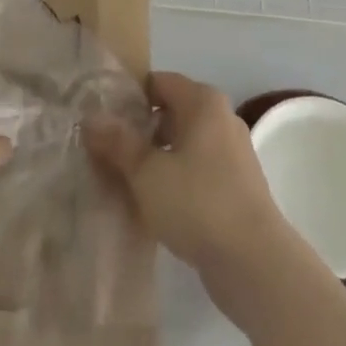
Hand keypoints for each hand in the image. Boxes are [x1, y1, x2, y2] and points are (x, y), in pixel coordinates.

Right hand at [84, 71, 292, 309]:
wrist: (255, 262)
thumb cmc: (198, 203)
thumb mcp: (147, 172)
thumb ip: (118, 143)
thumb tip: (91, 118)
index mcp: (203, 102)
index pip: (158, 82)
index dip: (128, 97)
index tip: (101, 120)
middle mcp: (221, 118)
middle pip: (170, 113)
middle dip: (138, 131)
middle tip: (105, 153)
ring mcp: (232, 153)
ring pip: (182, 145)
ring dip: (154, 160)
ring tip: (122, 182)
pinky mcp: (236, 186)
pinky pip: (196, 170)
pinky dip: (174, 180)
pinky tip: (152, 205)